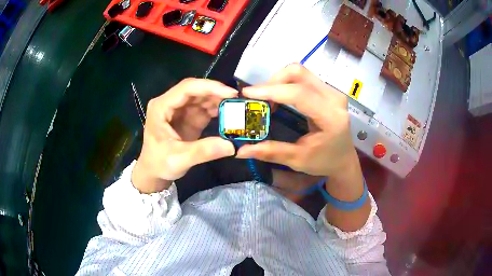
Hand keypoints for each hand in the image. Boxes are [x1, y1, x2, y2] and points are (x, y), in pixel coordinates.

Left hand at [132, 78, 237, 193]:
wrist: (153, 172)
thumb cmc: (159, 164)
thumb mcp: (179, 159)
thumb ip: (203, 151)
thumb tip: (231, 146)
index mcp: (161, 107)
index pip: (186, 88)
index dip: (209, 87)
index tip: (230, 93)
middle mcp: (170, 103)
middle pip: (195, 90)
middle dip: (216, 92)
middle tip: (237, 99)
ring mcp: (179, 110)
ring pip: (201, 97)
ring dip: (218, 100)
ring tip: (237, 106)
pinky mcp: (188, 117)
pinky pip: (204, 108)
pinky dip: (217, 109)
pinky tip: (229, 114)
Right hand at [236, 64, 356, 177]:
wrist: (343, 159)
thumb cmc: (324, 161)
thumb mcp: (298, 160)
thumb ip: (271, 152)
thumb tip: (241, 151)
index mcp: (331, 117)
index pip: (299, 94)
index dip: (272, 90)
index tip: (247, 94)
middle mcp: (334, 98)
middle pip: (299, 74)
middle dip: (273, 81)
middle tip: (257, 98)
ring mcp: (332, 92)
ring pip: (300, 72)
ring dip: (278, 81)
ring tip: (266, 98)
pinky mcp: (328, 90)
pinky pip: (304, 77)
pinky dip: (286, 83)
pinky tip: (278, 96)